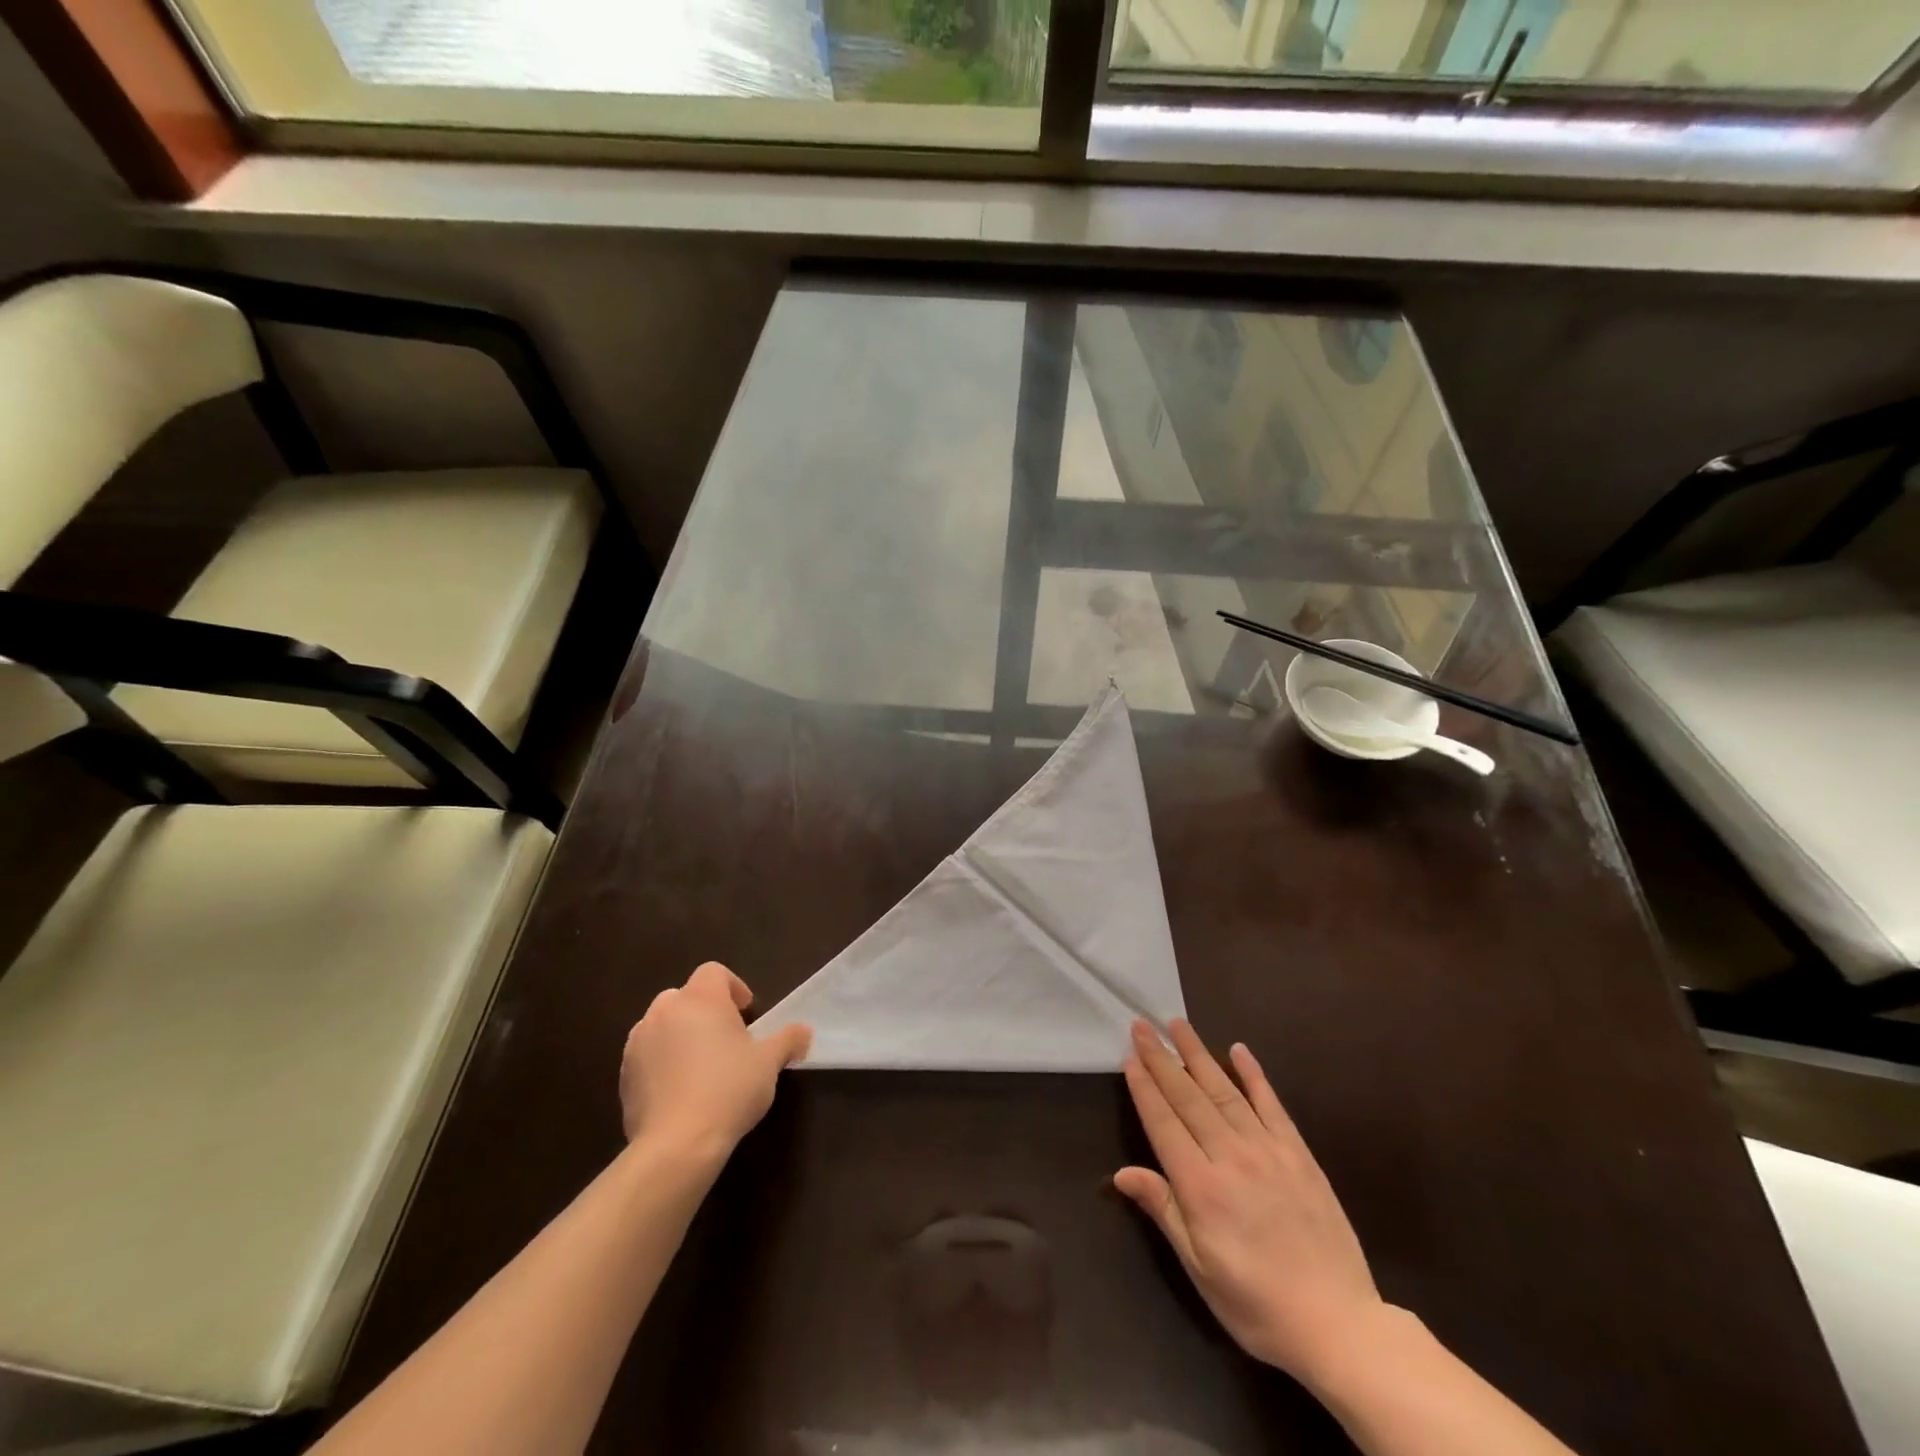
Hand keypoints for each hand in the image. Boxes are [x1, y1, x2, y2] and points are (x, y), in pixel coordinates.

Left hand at [619, 963, 810, 1162]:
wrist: (676, 1143)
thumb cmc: (729, 1089)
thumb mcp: (769, 1063)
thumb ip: (788, 1040)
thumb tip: (805, 1032)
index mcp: (700, 999)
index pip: (713, 972)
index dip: (732, 986)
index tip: (746, 1012)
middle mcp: (664, 1011)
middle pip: (684, 996)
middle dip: (704, 1011)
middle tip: (726, 1039)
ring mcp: (638, 1043)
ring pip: (661, 1025)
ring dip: (680, 1035)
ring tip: (701, 1066)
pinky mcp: (625, 1075)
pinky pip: (647, 1056)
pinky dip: (662, 1062)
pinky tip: (680, 1091)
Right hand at [1115, 1019, 1384, 1384]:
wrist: (1339, 1325)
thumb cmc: (1257, 1304)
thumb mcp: (1200, 1269)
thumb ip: (1163, 1211)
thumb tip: (1122, 1173)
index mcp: (1201, 1187)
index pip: (1163, 1123)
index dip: (1144, 1088)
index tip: (1130, 1056)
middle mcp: (1230, 1156)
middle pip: (1188, 1097)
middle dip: (1162, 1059)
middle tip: (1142, 1026)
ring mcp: (1267, 1150)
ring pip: (1224, 1091)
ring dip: (1198, 1055)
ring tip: (1178, 1024)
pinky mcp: (1298, 1154)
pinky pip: (1271, 1104)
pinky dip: (1253, 1074)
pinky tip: (1238, 1050)